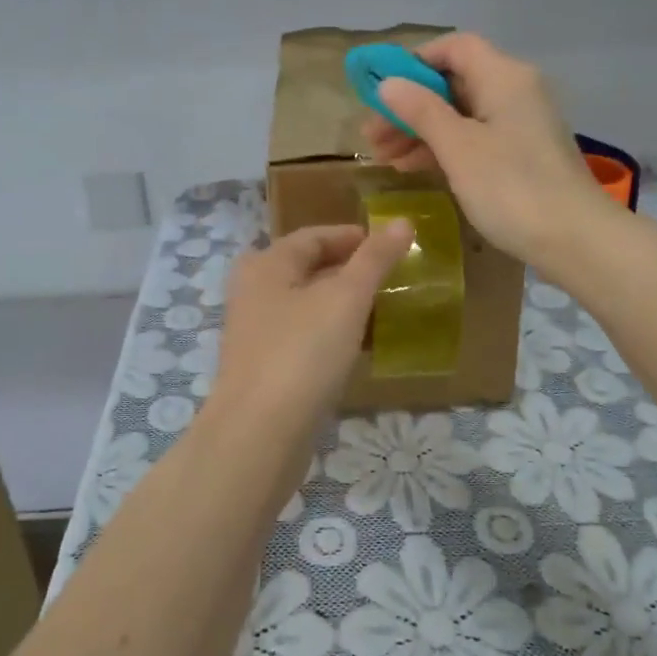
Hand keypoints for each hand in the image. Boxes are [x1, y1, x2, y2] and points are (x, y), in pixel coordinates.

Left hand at [201, 222, 413, 480]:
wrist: (259, 434)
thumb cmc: (302, 353)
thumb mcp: (346, 299)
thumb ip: (374, 259)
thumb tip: (402, 221)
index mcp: (267, 264)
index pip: (313, 236)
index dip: (352, 237)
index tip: (391, 246)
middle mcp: (254, 291)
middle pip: (307, 269)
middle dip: (349, 271)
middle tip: (390, 278)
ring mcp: (256, 332)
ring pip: (306, 305)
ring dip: (342, 304)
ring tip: (383, 311)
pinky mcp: (264, 367)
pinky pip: (303, 337)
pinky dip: (331, 334)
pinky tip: (358, 348)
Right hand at [362, 32, 610, 274]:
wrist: (576, 240)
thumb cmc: (512, 188)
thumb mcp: (458, 148)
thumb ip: (420, 111)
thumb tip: (388, 83)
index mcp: (503, 76)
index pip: (454, 48)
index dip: (414, 63)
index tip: (382, 91)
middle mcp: (515, 90)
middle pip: (454, 83)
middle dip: (410, 106)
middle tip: (372, 136)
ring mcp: (520, 124)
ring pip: (461, 114)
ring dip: (421, 131)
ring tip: (384, 158)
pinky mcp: (522, 154)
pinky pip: (475, 138)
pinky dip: (444, 148)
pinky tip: (413, 167)